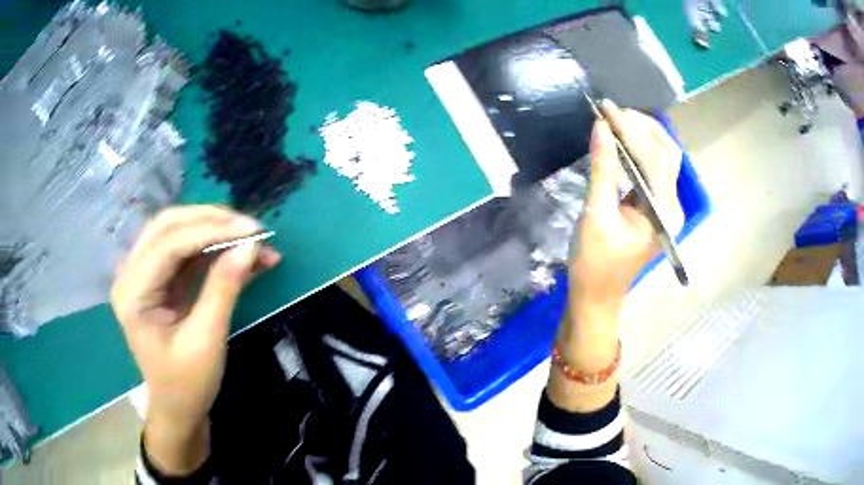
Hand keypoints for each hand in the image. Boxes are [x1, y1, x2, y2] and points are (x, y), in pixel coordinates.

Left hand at [111, 205, 280, 472]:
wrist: (178, 409)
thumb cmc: (187, 384)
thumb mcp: (207, 341)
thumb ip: (224, 288)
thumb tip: (252, 246)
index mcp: (133, 292)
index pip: (169, 243)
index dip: (212, 230)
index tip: (254, 231)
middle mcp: (132, 273)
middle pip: (169, 225)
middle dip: (212, 220)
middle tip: (251, 228)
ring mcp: (144, 274)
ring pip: (178, 231)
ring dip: (214, 229)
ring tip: (251, 237)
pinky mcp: (160, 279)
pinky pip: (186, 250)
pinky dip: (214, 247)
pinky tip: (240, 252)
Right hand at [570, 102, 682, 318]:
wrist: (595, 296)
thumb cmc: (594, 263)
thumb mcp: (596, 215)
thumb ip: (603, 169)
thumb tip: (601, 128)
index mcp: (663, 212)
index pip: (654, 158)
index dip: (632, 130)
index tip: (606, 110)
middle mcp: (671, 206)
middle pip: (667, 154)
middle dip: (643, 127)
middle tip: (613, 111)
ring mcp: (664, 207)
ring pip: (662, 159)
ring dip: (642, 135)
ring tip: (615, 118)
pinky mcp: (653, 207)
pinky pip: (651, 170)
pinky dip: (637, 150)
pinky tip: (620, 139)